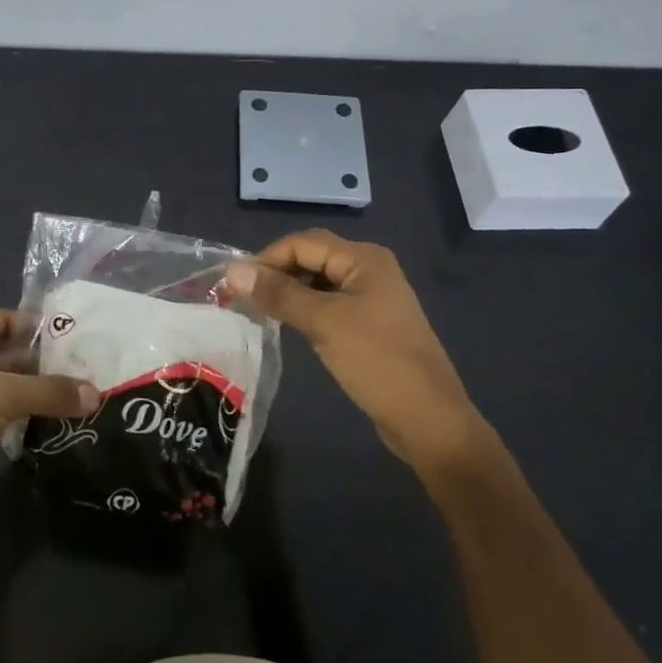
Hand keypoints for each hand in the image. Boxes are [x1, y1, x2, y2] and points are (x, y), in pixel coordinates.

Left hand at [0, 309, 100, 523]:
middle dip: (42, 360)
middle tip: (82, 367)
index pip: (5, 319)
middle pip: (8, 352)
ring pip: (6, 385)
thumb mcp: (5, 395)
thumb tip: (96, 393)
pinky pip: (1, 412)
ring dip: (35, 389)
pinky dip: (23, 414)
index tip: (70, 334)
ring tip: (75, 394)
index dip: (35, 323)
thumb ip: (51, 391)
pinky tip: (50, 421)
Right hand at [225, 230, 487, 471]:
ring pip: (318, 282)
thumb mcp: (323, 323)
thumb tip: (232, 270)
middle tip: (242, 298)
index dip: (266, 258)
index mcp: (364, 259)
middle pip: (311, 258)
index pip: (303, 243)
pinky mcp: (370, 323)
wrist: (429, 420)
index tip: (234, 284)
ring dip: (288, 291)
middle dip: (276, 273)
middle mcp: (369, 269)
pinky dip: (304, 308)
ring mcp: (372, 297)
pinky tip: (287, 325)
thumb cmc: (377, 362)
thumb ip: (278, 294)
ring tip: (258, 311)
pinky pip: (329, 304)